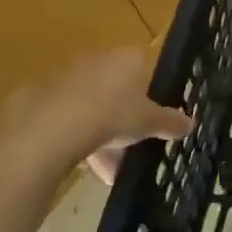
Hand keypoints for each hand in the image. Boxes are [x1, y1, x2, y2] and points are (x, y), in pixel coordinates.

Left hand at [0, 47, 189, 183]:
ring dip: (99, 138)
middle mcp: (99, 60)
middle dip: (122, 124)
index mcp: (128, 58)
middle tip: (128, 153)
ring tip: (104, 172)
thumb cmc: (112, 115)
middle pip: (116, 92)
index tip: (149, 123)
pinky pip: (66, 117)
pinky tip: (78, 165)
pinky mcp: (41, 95)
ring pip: (91, 108)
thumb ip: (170, 122)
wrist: (52, 126)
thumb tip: (190, 123)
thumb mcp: (150, 123)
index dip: (148, 98)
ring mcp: (67, 76)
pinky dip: (74, 138)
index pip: (144, 71)